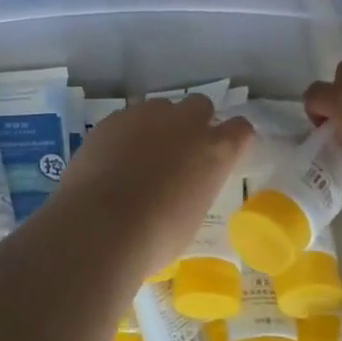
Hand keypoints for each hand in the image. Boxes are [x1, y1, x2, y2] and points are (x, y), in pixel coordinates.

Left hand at [54, 96, 255, 275]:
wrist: (101, 224)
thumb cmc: (157, 235)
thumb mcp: (193, 214)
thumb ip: (195, 185)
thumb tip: (182, 183)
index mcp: (215, 150)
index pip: (240, 129)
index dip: (233, 138)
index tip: (224, 150)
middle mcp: (185, 123)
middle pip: (200, 105)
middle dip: (194, 121)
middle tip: (181, 149)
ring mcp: (146, 115)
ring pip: (160, 107)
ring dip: (158, 124)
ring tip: (141, 154)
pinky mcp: (112, 119)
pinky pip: (127, 118)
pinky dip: (126, 133)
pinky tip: (114, 158)